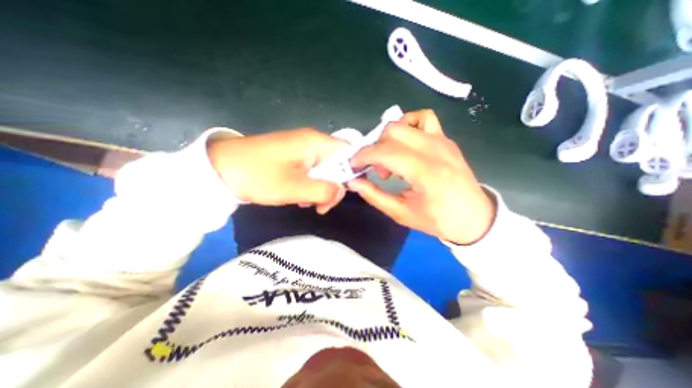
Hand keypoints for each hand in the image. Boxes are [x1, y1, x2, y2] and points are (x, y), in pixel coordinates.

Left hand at [204, 129, 344, 213]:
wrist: (219, 168)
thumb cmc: (258, 175)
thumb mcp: (294, 188)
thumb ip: (324, 190)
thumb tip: (342, 191)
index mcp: (316, 143)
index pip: (349, 153)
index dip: (353, 172)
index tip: (347, 192)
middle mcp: (313, 142)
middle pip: (338, 163)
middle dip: (333, 186)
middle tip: (321, 205)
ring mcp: (303, 149)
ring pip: (325, 170)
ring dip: (320, 189)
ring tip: (306, 203)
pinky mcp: (294, 157)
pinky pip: (312, 171)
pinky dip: (310, 186)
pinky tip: (299, 196)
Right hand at [349, 109, 494, 242]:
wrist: (475, 217)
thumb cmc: (439, 220)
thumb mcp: (402, 214)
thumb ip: (375, 196)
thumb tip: (353, 182)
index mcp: (426, 172)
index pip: (386, 151)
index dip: (363, 156)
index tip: (354, 166)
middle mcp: (435, 149)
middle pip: (392, 131)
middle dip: (375, 148)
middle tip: (377, 169)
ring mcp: (442, 140)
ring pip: (405, 121)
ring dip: (389, 137)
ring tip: (392, 158)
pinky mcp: (445, 139)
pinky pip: (424, 118)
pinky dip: (408, 125)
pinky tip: (406, 144)